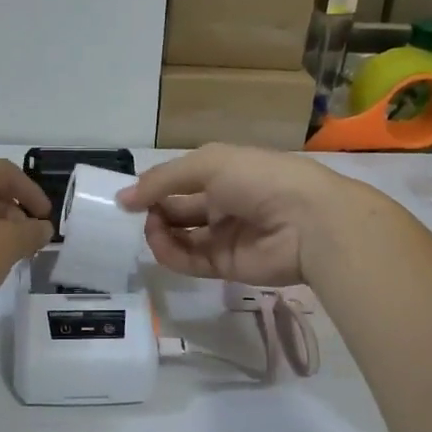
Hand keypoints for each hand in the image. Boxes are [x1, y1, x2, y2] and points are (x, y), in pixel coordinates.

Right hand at [118, 144, 381, 286]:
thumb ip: (163, 180)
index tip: (128, 196)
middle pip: (178, 210)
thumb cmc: (259, 179)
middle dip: (155, 210)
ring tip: (150, 228)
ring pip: (181, 237)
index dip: (155, 187)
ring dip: (159, 233)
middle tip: (135, 214)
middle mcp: (223, 203)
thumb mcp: (208, 165)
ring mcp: (225, 236)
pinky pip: (191, 261)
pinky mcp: (227, 266)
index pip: (181, 180)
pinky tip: (159, 244)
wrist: (309, 222)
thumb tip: (122, 198)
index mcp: (224, 173)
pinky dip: (171, 254)